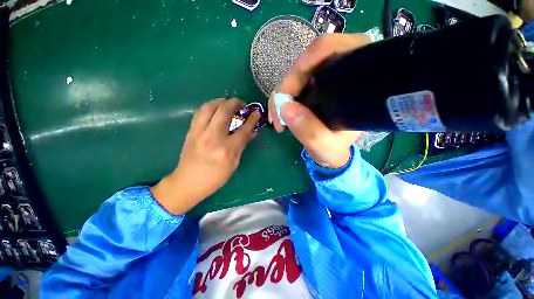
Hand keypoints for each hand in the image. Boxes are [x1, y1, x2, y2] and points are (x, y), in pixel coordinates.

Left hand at [151, 98, 259, 214]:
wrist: (188, 182)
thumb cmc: (215, 177)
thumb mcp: (234, 163)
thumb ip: (242, 145)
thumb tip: (252, 132)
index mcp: (227, 150)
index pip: (243, 129)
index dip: (252, 119)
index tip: (256, 112)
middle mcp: (213, 137)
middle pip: (224, 111)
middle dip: (235, 103)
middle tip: (241, 104)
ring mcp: (199, 132)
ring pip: (209, 107)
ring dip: (221, 101)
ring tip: (228, 103)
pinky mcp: (191, 131)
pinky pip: (200, 112)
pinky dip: (210, 106)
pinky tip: (215, 109)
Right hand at [268, 33, 370, 167]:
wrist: (330, 151)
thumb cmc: (334, 149)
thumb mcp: (326, 147)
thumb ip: (311, 132)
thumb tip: (285, 108)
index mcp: (355, 79)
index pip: (333, 49)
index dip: (308, 59)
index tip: (289, 88)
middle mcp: (338, 73)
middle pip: (307, 63)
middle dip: (287, 87)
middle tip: (277, 114)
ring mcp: (322, 80)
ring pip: (295, 76)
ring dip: (281, 95)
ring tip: (277, 119)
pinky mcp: (310, 88)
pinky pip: (291, 86)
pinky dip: (281, 98)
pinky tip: (279, 113)